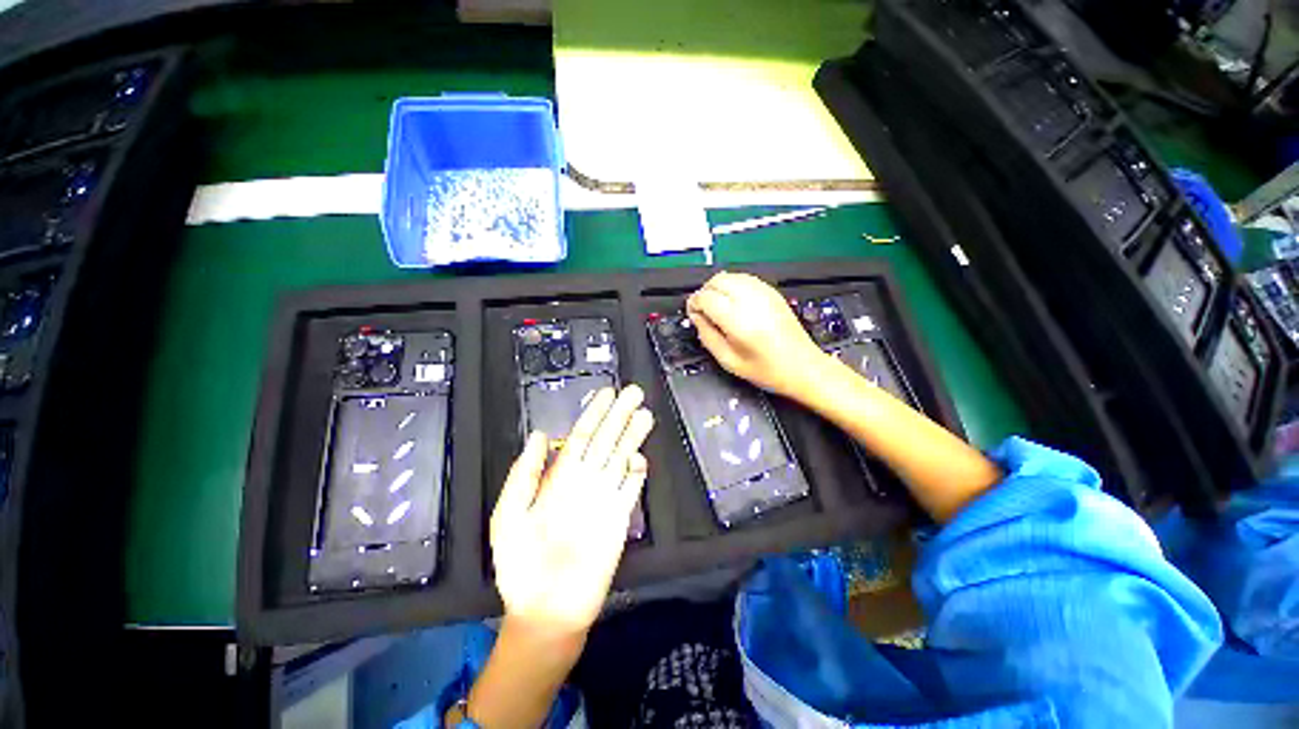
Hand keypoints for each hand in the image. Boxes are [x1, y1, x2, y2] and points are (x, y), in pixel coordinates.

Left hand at [489, 386, 654, 639]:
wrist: (545, 612)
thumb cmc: (521, 566)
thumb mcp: (509, 516)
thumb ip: (524, 475)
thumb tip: (538, 435)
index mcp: (559, 478)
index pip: (581, 436)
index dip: (594, 414)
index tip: (607, 393)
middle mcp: (584, 481)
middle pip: (606, 441)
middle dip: (620, 416)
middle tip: (635, 391)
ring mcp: (604, 498)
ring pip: (621, 458)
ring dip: (633, 437)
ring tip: (645, 414)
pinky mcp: (619, 518)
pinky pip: (631, 490)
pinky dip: (636, 473)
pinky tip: (639, 458)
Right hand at [686, 272, 826, 398]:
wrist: (802, 366)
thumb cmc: (766, 369)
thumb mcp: (728, 361)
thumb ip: (707, 336)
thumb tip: (696, 317)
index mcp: (738, 320)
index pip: (706, 297)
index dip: (694, 304)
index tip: (693, 314)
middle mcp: (751, 301)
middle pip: (717, 281)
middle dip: (704, 293)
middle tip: (704, 311)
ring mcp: (764, 293)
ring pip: (730, 276)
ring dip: (718, 287)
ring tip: (718, 307)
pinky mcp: (772, 292)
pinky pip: (745, 278)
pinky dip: (733, 285)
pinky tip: (733, 302)